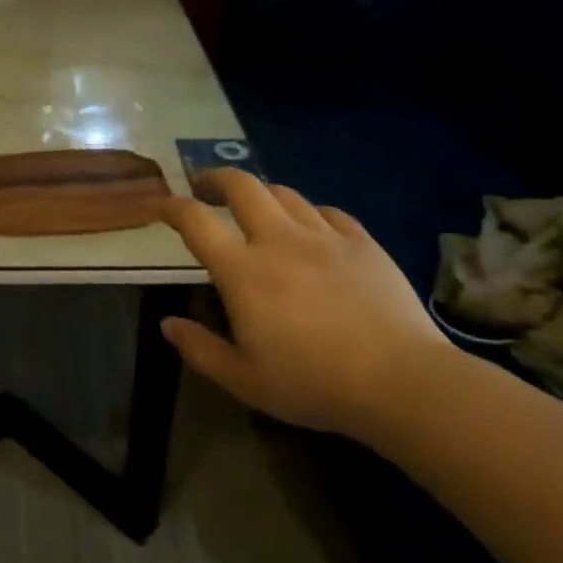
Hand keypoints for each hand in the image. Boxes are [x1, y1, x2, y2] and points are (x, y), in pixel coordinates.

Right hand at [159, 171, 457, 437]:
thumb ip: (199, 349)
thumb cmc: (313, 384)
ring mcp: (324, 236)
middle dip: (216, 178)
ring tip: (255, 208)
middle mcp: (279, 240)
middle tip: (205, 188)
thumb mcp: (244, 380)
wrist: (401, 381)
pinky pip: (327, 212)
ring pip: (284, 193)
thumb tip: (167, 324)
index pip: (196, 221)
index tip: (161, 206)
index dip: (172, 207)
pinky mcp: (362, 242)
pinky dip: (308, 213)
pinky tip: (310, 228)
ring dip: (260, 194)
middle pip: (241, 186)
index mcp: (243, 271)